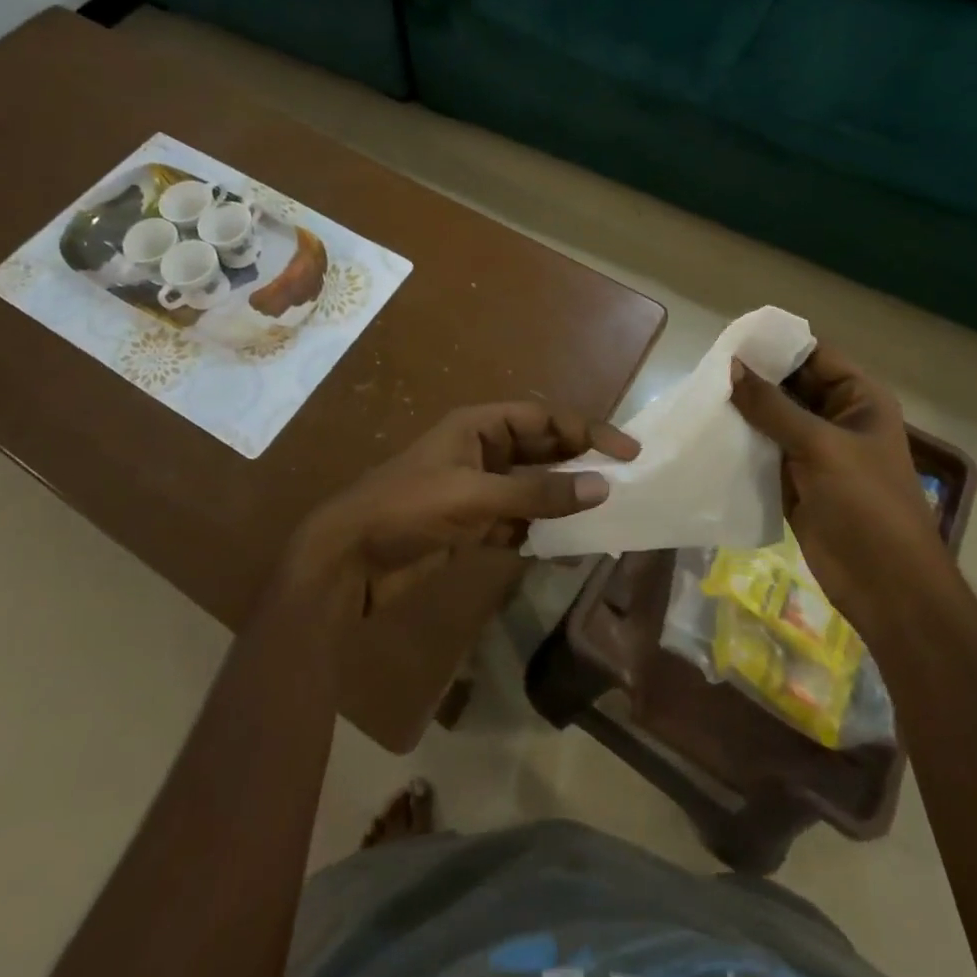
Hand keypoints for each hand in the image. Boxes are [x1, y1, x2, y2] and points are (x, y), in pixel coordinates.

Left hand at [287, 402, 638, 613]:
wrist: (348, 559)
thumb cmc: (408, 508)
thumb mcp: (475, 496)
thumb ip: (538, 494)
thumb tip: (601, 487)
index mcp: (479, 426)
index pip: (545, 417)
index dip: (588, 429)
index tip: (628, 452)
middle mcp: (481, 450)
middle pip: (542, 449)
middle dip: (580, 463)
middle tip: (624, 482)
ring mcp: (476, 488)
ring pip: (532, 488)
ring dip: (563, 501)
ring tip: (604, 517)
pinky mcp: (470, 524)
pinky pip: (517, 521)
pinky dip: (540, 532)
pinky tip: (566, 550)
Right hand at [730, 347, 940, 618]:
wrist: (885, 585)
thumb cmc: (866, 504)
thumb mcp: (820, 446)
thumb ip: (772, 406)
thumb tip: (730, 366)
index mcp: (858, 398)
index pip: (813, 355)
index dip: (775, 345)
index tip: (729, 339)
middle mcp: (836, 417)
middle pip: (789, 385)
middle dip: (752, 377)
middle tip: (704, 367)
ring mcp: (814, 450)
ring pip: (771, 417)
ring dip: (742, 409)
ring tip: (699, 394)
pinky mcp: (794, 478)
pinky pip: (763, 449)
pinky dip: (740, 441)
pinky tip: (708, 431)